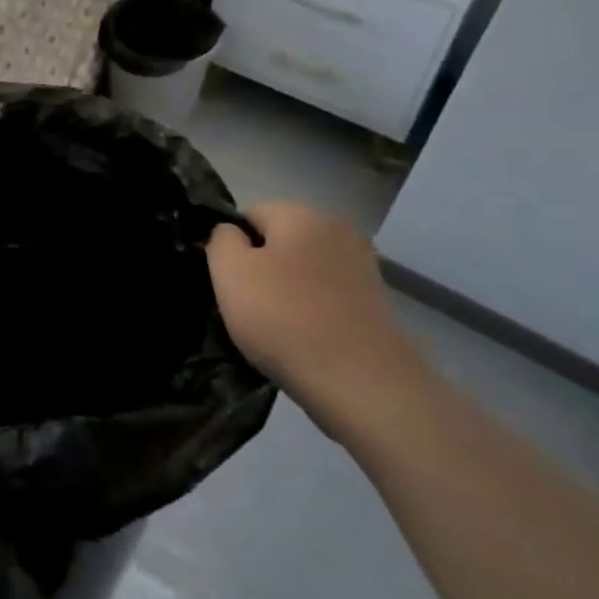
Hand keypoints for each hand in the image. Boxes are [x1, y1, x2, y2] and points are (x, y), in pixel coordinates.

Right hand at [207, 203, 437, 441]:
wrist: (362, 384)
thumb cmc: (284, 318)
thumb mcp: (230, 271)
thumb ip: (221, 239)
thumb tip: (232, 234)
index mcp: (302, 213)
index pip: (249, 214)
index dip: (232, 246)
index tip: (229, 282)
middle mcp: (338, 230)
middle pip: (280, 242)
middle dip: (262, 268)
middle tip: (248, 307)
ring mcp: (363, 268)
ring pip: (304, 271)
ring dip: (288, 292)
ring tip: (278, 329)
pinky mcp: (377, 304)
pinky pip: (327, 298)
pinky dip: (313, 313)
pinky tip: (306, 341)